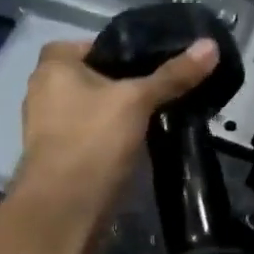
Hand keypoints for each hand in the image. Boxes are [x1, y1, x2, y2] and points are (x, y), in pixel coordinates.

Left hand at [14, 36, 218, 226]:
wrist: (65, 210)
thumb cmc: (93, 142)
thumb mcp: (138, 102)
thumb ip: (173, 75)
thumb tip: (210, 46)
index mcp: (52, 66)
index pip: (93, 43)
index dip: (124, 49)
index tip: (156, 62)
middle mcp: (43, 91)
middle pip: (95, 77)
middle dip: (126, 83)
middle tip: (164, 88)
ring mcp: (49, 127)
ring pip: (94, 108)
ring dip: (120, 113)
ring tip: (158, 115)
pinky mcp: (61, 156)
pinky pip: (92, 135)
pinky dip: (112, 136)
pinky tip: (140, 142)